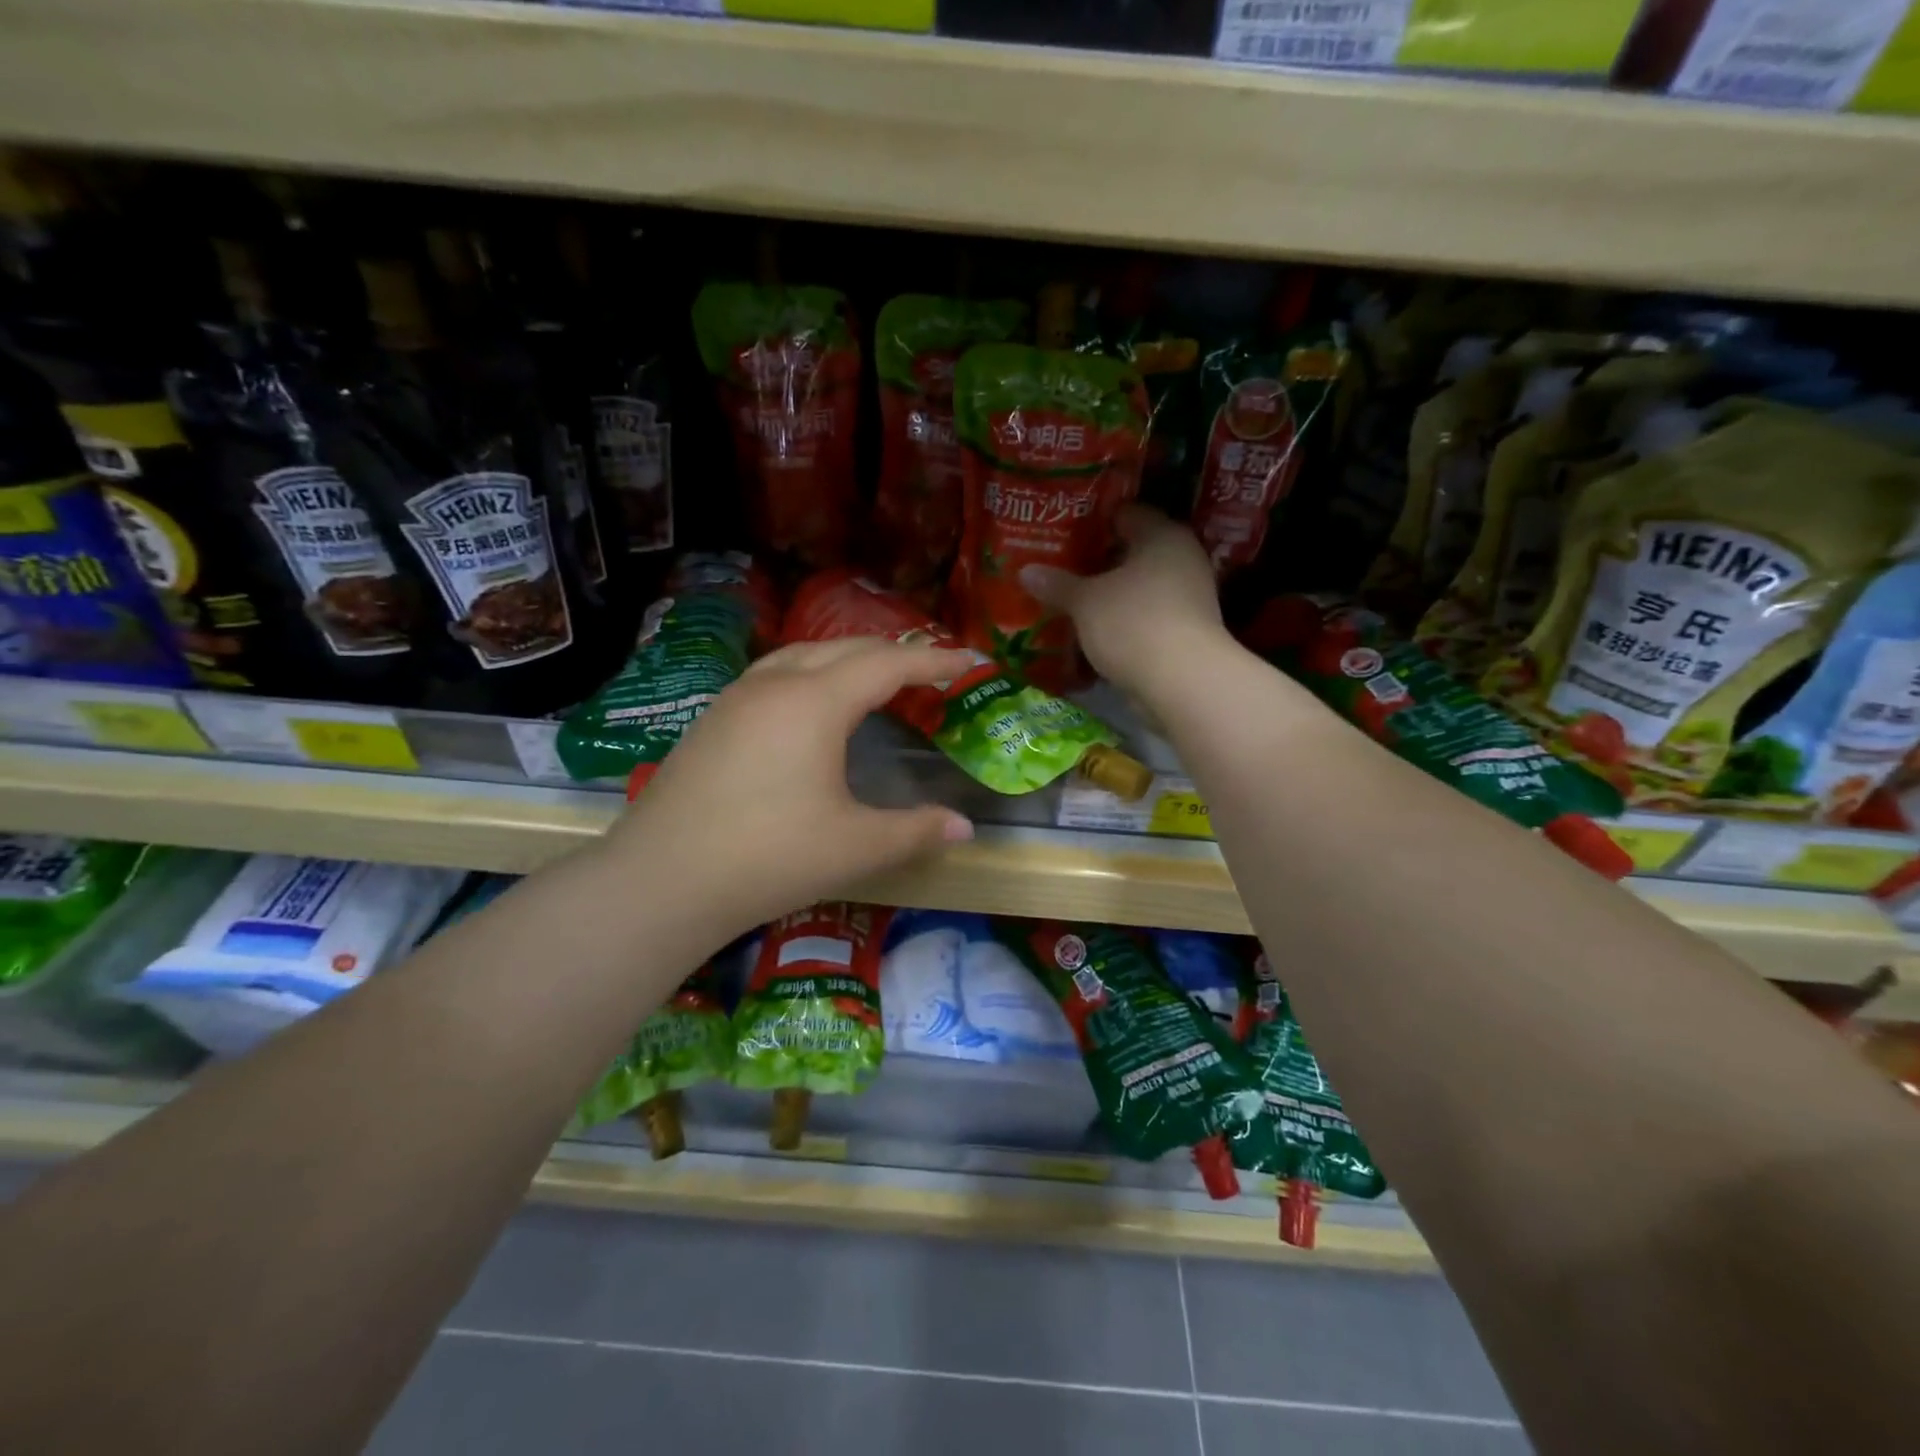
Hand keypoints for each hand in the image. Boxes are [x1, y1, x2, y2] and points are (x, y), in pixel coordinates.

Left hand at [606, 638, 975, 932]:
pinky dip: (813, 673)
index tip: (969, 663)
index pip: (888, 664)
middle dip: (895, 653)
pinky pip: (776, 673)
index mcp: (816, 702)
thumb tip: (966, 828)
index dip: (933, 661)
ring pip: (805, 654)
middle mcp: (776, 683)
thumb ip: (917, 831)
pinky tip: (812, 706)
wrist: (661, 880)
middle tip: (931, 671)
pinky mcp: (713, 718)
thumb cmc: (769, 857)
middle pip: (847, 648)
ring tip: (877, 680)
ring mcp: (737, 697)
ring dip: (849, 658)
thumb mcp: (855, 847)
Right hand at [1020, 504, 1229, 697]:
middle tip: (1060, 566)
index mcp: (1163, 535)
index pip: (1126, 513)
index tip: (1063, 531)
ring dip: (1110, 595)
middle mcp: (1182, 558)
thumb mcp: (1086, 602)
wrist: (1182, 682)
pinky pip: (1145, 616)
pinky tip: (1093, 631)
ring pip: (1139, 587)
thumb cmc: (1133, 622)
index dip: (1094, 520)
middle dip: (1098, 561)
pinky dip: (1122, 621)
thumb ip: (1057, 584)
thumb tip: (1026, 571)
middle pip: (1133, 551)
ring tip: (1071, 601)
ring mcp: (1188, 597)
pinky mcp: (1185, 631)